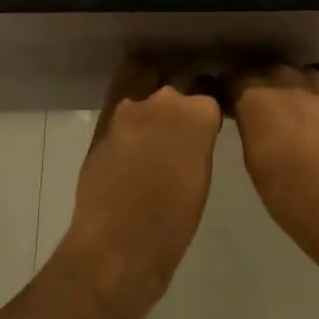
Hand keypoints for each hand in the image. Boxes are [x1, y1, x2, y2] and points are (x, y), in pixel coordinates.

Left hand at [59, 58, 222, 315]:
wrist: (118, 245)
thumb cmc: (172, 222)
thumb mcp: (201, 177)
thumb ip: (199, 141)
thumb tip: (193, 131)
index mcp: (199, 114)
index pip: (211, 89)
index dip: (212, 98)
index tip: (212, 109)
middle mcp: (166, 98)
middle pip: (181, 75)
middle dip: (187, 84)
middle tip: (189, 102)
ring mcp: (131, 105)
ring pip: (149, 74)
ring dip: (158, 79)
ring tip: (161, 94)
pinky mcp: (105, 117)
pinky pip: (122, 85)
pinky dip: (132, 84)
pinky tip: (137, 97)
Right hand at [228, 63, 318, 268]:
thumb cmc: (288, 192)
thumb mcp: (253, 159)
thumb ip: (249, 127)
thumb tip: (249, 116)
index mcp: (255, 97)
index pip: (232, 79)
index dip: (225, 89)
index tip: (223, 102)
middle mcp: (285, 82)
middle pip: (264, 70)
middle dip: (256, 83)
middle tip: (253, 104)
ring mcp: (318, 87)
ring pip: (295, 73)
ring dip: (286, 85)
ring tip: (285, 106)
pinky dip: (312, 95)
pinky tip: (314, 112)